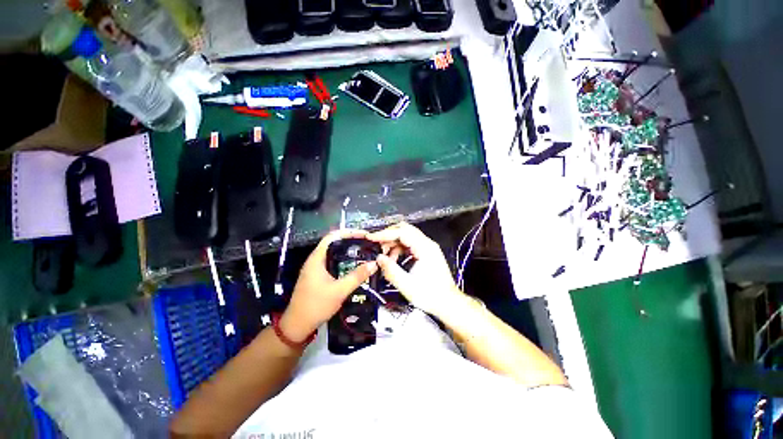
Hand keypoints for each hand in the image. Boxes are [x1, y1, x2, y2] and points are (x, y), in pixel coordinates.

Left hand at [279, 229, 377, 342]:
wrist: (297, 326)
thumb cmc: (316, 305)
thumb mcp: (339, 291)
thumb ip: (357, 276)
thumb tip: (374, 263)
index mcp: (317, 258)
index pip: (333, 236)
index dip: (349, 232)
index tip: (364, 235)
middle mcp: (316, 260)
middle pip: (335, 243)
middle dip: (351, 241)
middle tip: (368, 243)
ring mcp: (317, 268)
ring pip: (335, 253)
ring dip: (349, 251)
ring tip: (364, 252)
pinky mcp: (319, 276)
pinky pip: (334, 263)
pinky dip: (345, 261)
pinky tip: (355, 266)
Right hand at [366, 222, 466, 317]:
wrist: (448, 303)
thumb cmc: (430, 296)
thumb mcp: (407, 285)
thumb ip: (391, 270)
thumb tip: (378, 258)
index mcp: (425, 248)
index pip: (402, 232)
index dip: (385, 233)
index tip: (371, 237)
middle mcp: (427, 243)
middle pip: (405, 229)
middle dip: (388, 236)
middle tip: (376, 245)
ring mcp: (427, 247)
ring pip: (406, 236)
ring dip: (393, 244)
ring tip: (385, 258)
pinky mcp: (426, 252)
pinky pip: (409, 244)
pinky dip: (399, 249)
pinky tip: (394, 261)